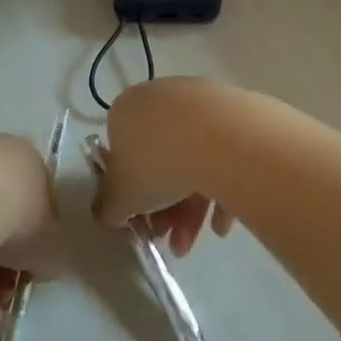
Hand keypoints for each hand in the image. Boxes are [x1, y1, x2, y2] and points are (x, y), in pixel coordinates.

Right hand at [94, 77, 237, 257]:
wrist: (218, 138)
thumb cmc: (156, 163)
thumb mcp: (121, 196)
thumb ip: (109, 207)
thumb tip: (107, 213)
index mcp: (126, 109)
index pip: (122, 152)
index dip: (131, 192)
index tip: (142, 220)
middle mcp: (160, 98)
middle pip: (159, 159)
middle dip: (164, 208)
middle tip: (171, 240)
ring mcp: (199, 101)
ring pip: (190, 159)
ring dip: (190, 207)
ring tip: (194, 242)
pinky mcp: (233, 111)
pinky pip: (221, 155)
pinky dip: (219, 189)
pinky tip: (221, 225)